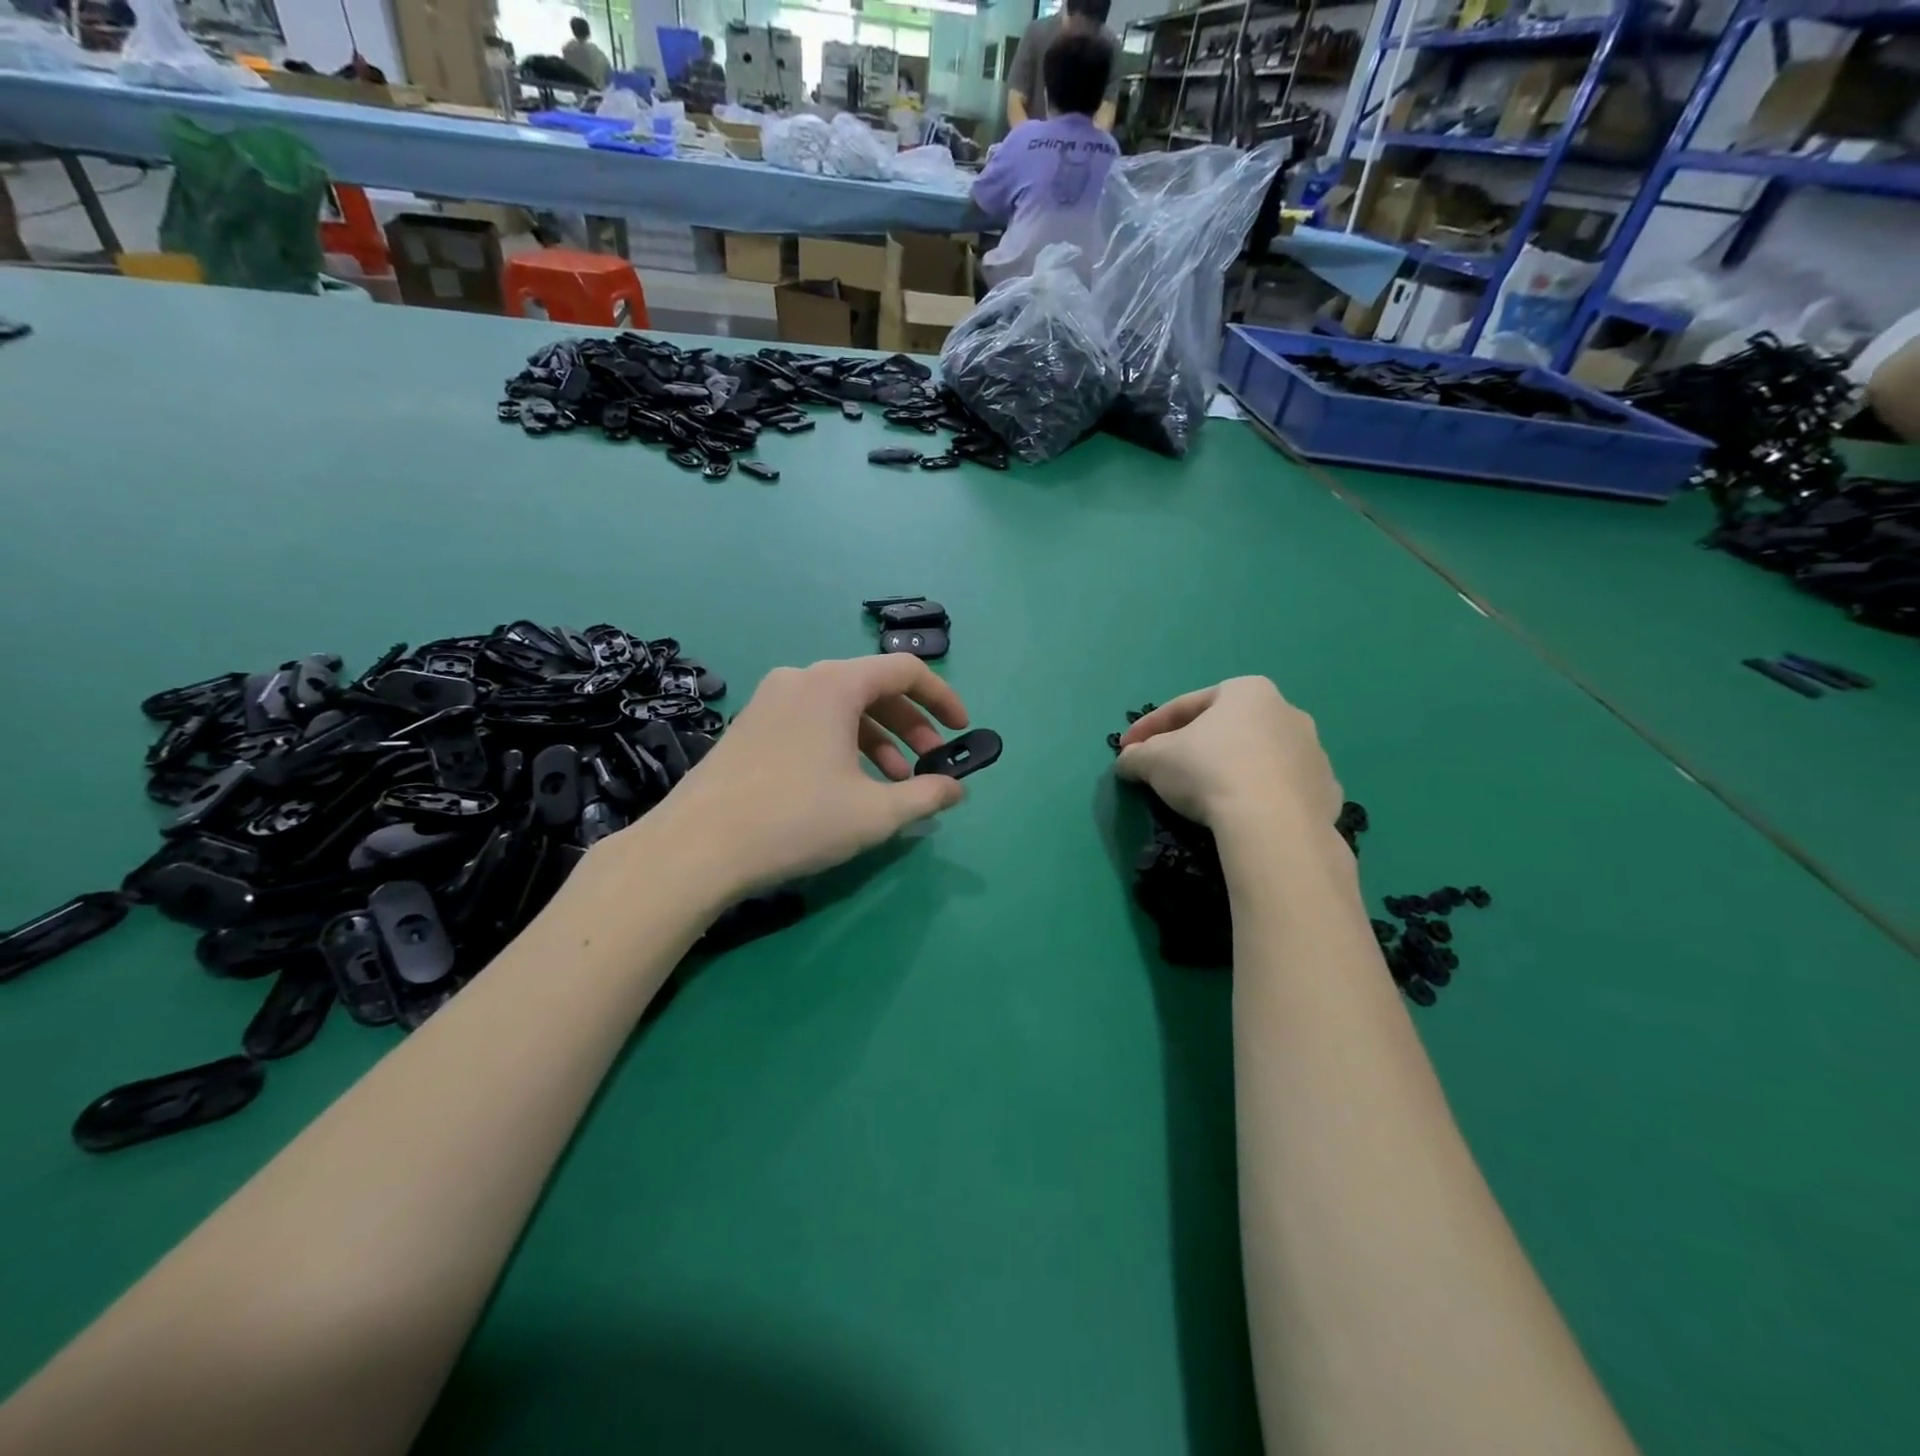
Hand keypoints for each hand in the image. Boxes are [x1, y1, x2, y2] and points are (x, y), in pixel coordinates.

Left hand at [632, 656, 970, 898]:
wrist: (696, 847)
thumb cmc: (795, 820)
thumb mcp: (874, 813)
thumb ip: (925, 795)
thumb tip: (956, 788)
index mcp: (834, 684)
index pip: (905, 671)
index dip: (943, 698)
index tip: (962, 731)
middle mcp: (801, 679)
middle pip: (873, 689)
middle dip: (911, 727)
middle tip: (929, 766)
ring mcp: (770, 700)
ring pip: (841, 709)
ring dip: (878, 741)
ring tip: (893, 785)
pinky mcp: (750, 725)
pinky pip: (812, 722)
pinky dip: (842, 745)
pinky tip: (847, 786)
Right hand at [1115, 678, 1339, 832]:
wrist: (1272, 823)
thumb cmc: (1208, 771)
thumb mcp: (1154, 760)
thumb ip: (1136, 756)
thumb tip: (1127, 761)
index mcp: (1245, 691)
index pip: (1184, 706)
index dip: (1148, 728)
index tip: (1127, 749)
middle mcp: (1286, 711)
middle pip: (1226, 728)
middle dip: (1194, 745)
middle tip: (1166, 768)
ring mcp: (1313, 751)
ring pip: (1257, 757)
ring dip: (1230, 769)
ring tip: (1206, 796)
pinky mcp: (1327, 790)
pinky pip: (1282, 788)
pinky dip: (1260, 796)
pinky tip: (1242, 814)